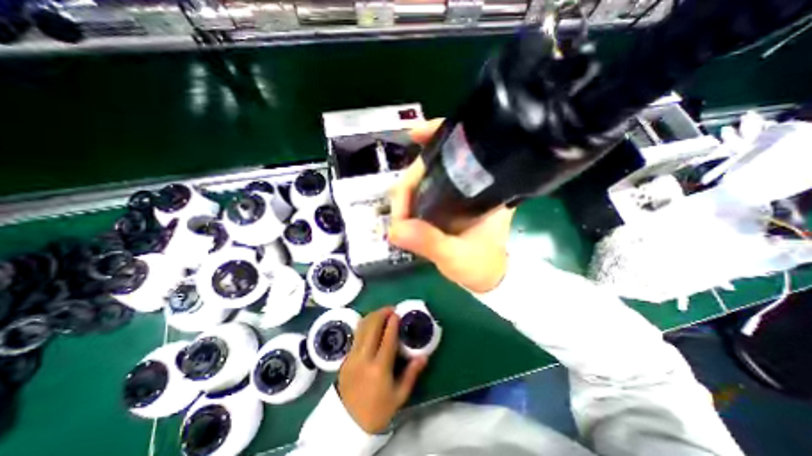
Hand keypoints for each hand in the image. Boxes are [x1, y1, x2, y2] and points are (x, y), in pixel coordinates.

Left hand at [337, 309, 426, 431]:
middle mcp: (363, 358)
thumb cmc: (378, 410)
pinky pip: (356, 335)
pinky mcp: (345, 358)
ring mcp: (352, 357)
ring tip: (382, 313)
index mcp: (379, 368)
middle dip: (381, 314)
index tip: (398, 312)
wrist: (349, 424)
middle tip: (391, 309)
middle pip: (371, 327)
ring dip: (372, 316)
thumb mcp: (399, 396)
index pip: (387, 339)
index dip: (392, 323)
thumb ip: (411, 373)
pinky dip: (365, 325)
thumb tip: (424, 356)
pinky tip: (372, 325)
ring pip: (361, 328)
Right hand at [387, 120, 512, 292]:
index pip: (461, 151)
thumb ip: (430, 243)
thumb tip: (396, 229)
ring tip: (399, 213)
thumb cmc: (481, 265)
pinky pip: (424, 191)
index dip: (437, 137)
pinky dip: (410, 196)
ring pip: (425, 178)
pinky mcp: (447, 203)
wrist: (488, 277)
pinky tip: (402, 207)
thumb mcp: (456, 256)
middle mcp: (469, 184)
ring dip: (407, 191)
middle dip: (409, 181)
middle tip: (398, 211)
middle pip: (434, 164)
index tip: (414, 134)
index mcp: (483, 189)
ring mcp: (457, 193)